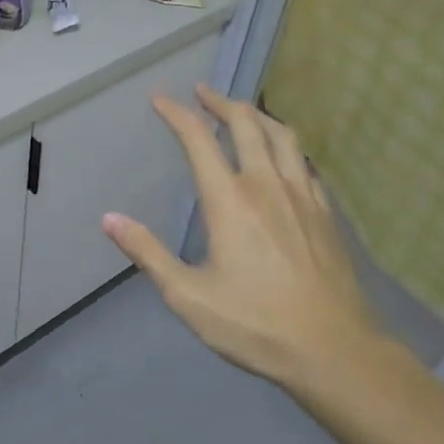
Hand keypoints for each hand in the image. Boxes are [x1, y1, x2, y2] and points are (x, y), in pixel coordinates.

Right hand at [101, 85, 388, 399]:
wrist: (335, 350)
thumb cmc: (255, 324)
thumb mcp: (189, 296)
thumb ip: (148, 253)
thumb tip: (109, 219)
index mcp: (230, 200)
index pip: (198, 139)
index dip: (177, 113)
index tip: (160, 98)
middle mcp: (267, 184)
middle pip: (245, 123)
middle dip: (220, 102)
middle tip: (202, 92)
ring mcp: (302, 195)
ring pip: (282, 135)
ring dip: (256, 115)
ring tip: (241, 111)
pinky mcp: (325, 211)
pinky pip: (302, 161)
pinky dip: (284, 144)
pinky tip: (281, 157)